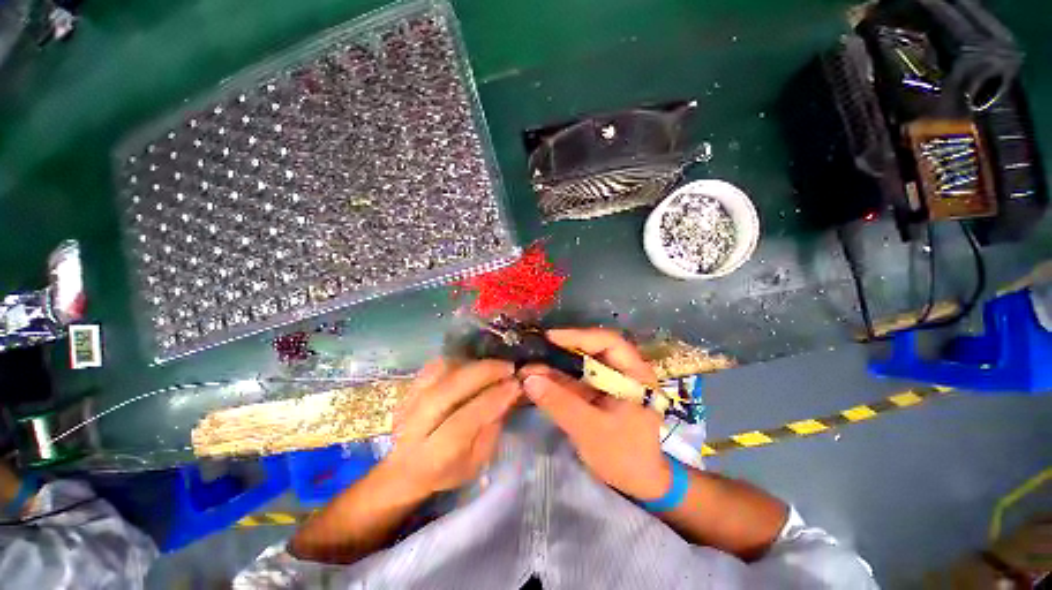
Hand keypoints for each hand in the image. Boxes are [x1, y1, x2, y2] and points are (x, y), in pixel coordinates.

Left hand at [387, 359, 520, 497]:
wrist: (403, 468)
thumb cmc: (446, 470)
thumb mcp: (476, 462)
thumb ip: (492, 428)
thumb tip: (509, 392)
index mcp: (433, 456)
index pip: (464, 421)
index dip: (492, 399)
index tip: (515, 384)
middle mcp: (414, 427)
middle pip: (448, 390)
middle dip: (483, 373)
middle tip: (508, 367)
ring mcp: (407, 403)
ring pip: (439, 372)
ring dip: (471, 364)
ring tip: (493, 366)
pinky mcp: (408, 389)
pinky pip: (433, 366)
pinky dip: (457, 361)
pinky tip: (473, 365)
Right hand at [519, 328, 670, 500]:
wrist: (638, 484)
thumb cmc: (625, 457)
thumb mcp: (591, 430)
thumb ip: (560, 403)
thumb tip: (528, 378)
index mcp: (634, 373)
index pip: (608, 342)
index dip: (579, 336)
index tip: (550, 338)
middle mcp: (623, 370)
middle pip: (591, 349)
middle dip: (562, 350)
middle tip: (535, 350)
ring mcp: (609, 381)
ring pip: (580, 364)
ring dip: (555, 365)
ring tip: (528, 366)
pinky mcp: (597, 392)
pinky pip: (575, 379)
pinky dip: (556, 380)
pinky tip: (537, 380)